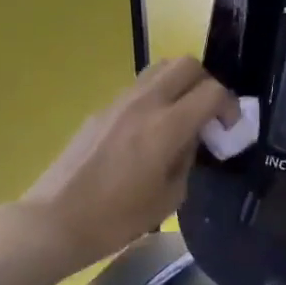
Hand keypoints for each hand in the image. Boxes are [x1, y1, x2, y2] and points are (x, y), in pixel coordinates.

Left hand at [17, 57, 237, 269]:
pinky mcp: (100, 110)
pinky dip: (155, 97)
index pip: (212, 91)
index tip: (229, 130)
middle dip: (206, 83)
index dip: (230, 106)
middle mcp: (144, 103)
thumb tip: (190, 140)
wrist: (55, 220)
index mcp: (166, 126)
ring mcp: (118, 102)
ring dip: (179, 85)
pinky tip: (150, 132)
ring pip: (159, 69)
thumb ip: (187, 160)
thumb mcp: (168, 198)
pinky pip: (137, 88)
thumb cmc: (116, 219)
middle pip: (186, 64)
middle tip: (208, 115)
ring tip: (180, 118)